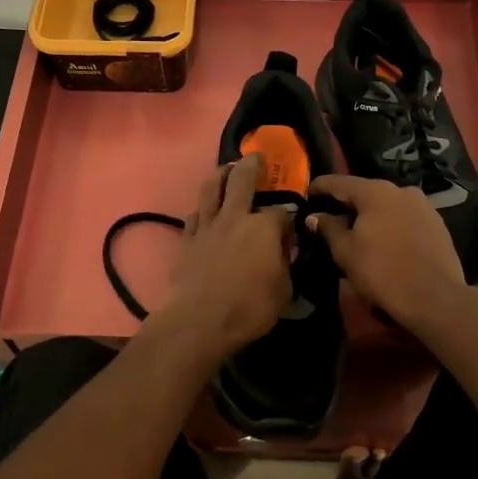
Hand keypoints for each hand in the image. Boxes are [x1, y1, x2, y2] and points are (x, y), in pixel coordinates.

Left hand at [157, 156, 293, 357]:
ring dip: (220, 174)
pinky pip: (194, 215)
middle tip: (256, 158)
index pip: (282, 213)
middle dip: (252, 165)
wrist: (200, 320)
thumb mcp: (284, 291)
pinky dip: (202, 209)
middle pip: (243, 179)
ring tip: (226, 169)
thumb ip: (285, 266)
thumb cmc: (249, 308)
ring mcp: (208, 225)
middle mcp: (235, 216)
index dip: (288, 221)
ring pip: (211, 188)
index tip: (290, 232)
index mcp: (264, 227)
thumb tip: (283, 253)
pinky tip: (205, 211)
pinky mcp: (187, 239)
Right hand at [305, 174, 473, 332]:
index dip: (320, 187)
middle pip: (366, 192)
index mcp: (376, 192)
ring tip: (357, 232)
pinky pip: (405, 218)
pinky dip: (390, 224)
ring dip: (370, 215)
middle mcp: (401, 190)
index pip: (339, 182)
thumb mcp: (346, 252)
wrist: (434, 297)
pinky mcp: (437, 224)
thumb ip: (329, 228)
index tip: (307, 193)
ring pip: (387, 205)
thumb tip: (315, 216)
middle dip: (347, 203)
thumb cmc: (382, 272)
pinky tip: (384, 241)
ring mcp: (423, 206)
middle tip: (330, 217)